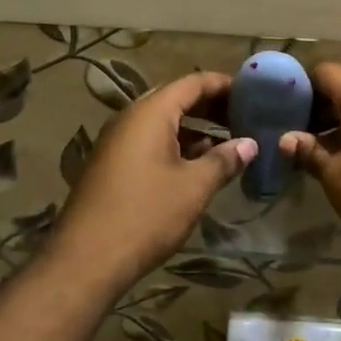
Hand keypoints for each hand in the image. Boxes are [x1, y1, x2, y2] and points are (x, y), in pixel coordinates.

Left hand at [49, 72, 255, 285]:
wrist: (87, 258)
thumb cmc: (146, 214)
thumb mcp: (194, 187)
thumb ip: (224, 160)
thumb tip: (249, 144)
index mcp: (150, 113)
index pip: (193, 82)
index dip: (224, 84)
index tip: (252, 93)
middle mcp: (130, 118)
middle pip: (176, 99)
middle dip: (211, 106)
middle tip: (244, 117)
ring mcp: (117, 142)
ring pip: (162, 122)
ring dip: (195, 128)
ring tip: (228, 141)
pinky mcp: (112, 165)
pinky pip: (149, 142)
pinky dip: (176, 145)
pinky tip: (197, 165)